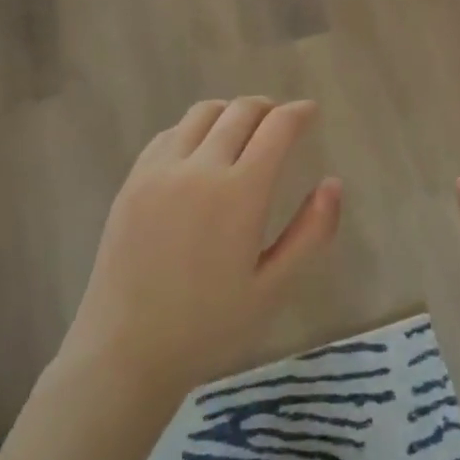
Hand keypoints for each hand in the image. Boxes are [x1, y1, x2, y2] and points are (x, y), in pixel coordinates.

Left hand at [62, 98, 341, 400]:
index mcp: (240, 193)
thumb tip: (333, 183)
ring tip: (244, 130)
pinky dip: (195, 128)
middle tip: (282, 120)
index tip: (310, 112)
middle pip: (240, 111)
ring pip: (202, 113)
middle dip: (268, 108)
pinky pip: (170, 133)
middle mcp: (199, 168)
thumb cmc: (208, 327)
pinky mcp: (132, 180)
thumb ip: (311, 233)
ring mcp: (160, 170)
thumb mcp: (274, 288)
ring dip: (231, 112)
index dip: (298, 113)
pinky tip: (202, 151)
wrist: (125, 351)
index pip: (276, 127)